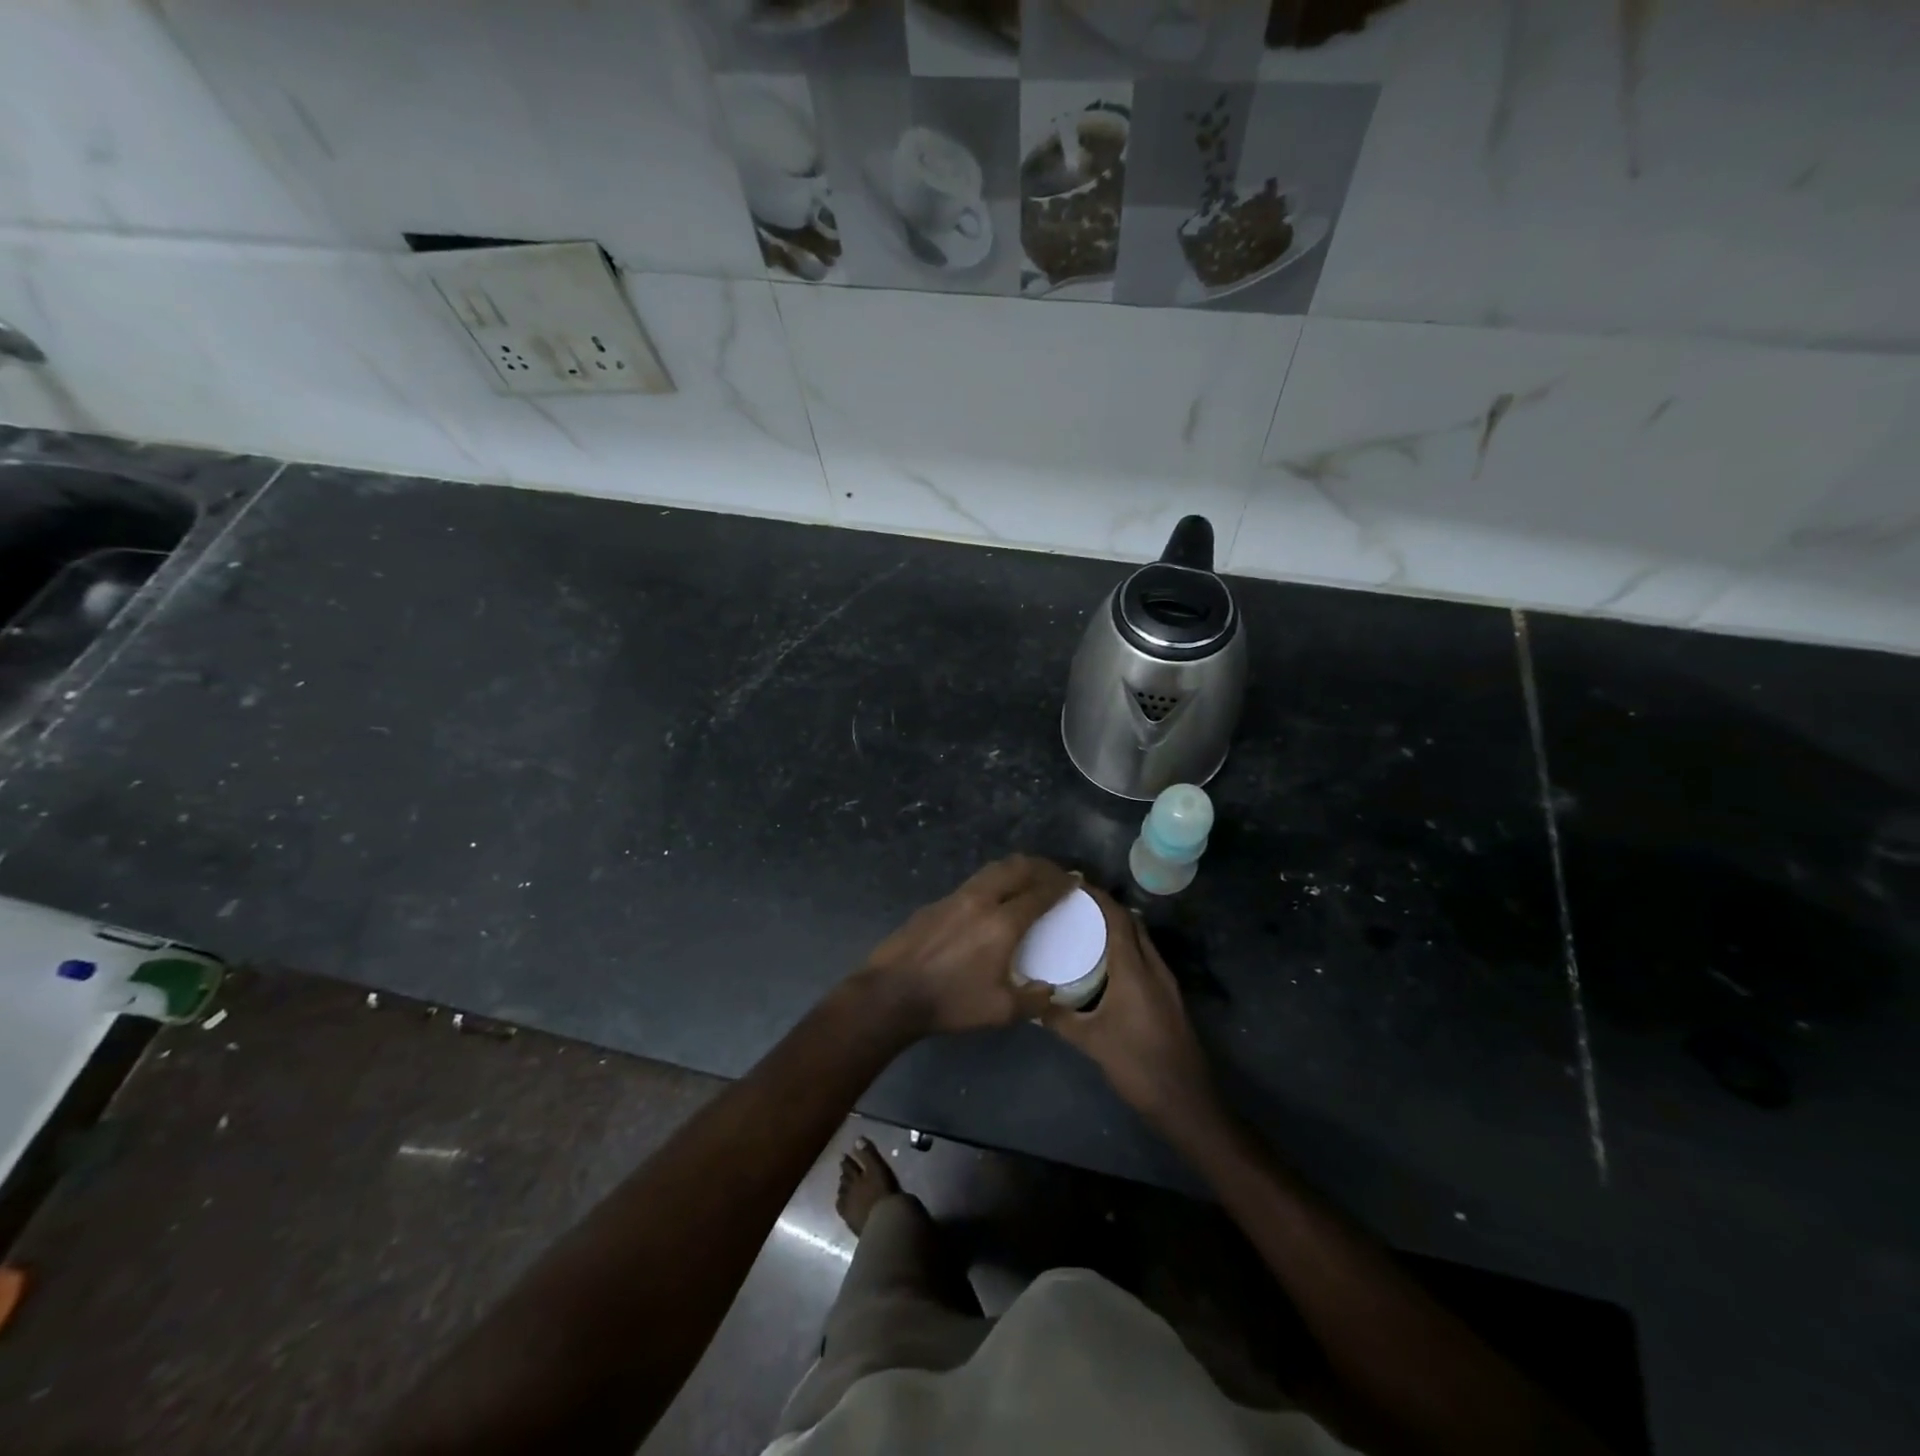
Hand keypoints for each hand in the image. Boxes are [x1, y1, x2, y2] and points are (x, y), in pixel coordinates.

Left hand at [857, 855, 1073, 1036]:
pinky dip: (992, 881)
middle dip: (1041, 867)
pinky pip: (973, 882)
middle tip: (1055, 874)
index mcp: (1002, 923)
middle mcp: (981, 900)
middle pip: (1016, 868)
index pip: (1039, 893)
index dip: (1061, 885)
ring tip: (1027, 878)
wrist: (891, 993)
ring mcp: (955, 897)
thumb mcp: (1001, 1011)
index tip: (1075, 881)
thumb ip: (1034, 1000)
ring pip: (992, 869)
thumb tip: (1050, 990)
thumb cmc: (950, 1002)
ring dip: (1015, 869)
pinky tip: (992, 898)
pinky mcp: (935, 903)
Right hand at [1041, 887, 1218, 1132]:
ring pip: (1142, 940)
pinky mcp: (1169, 997)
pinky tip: (1107, 962)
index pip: (1118, 918)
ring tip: (1086, 927)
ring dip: (1119, 927)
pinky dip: (1127, 948)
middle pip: (1132, 923)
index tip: (1073, 886)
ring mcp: (1166, 982)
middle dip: (1107, 908)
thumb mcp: (1090, 1041)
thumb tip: (1031, 1000)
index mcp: (1135, 970)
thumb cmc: (1136, 1065)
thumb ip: (1058, 1018)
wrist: (1185, 1101)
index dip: (1098, 898)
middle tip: (1075, 905)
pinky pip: (1146, 958)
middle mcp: (1154, 967)